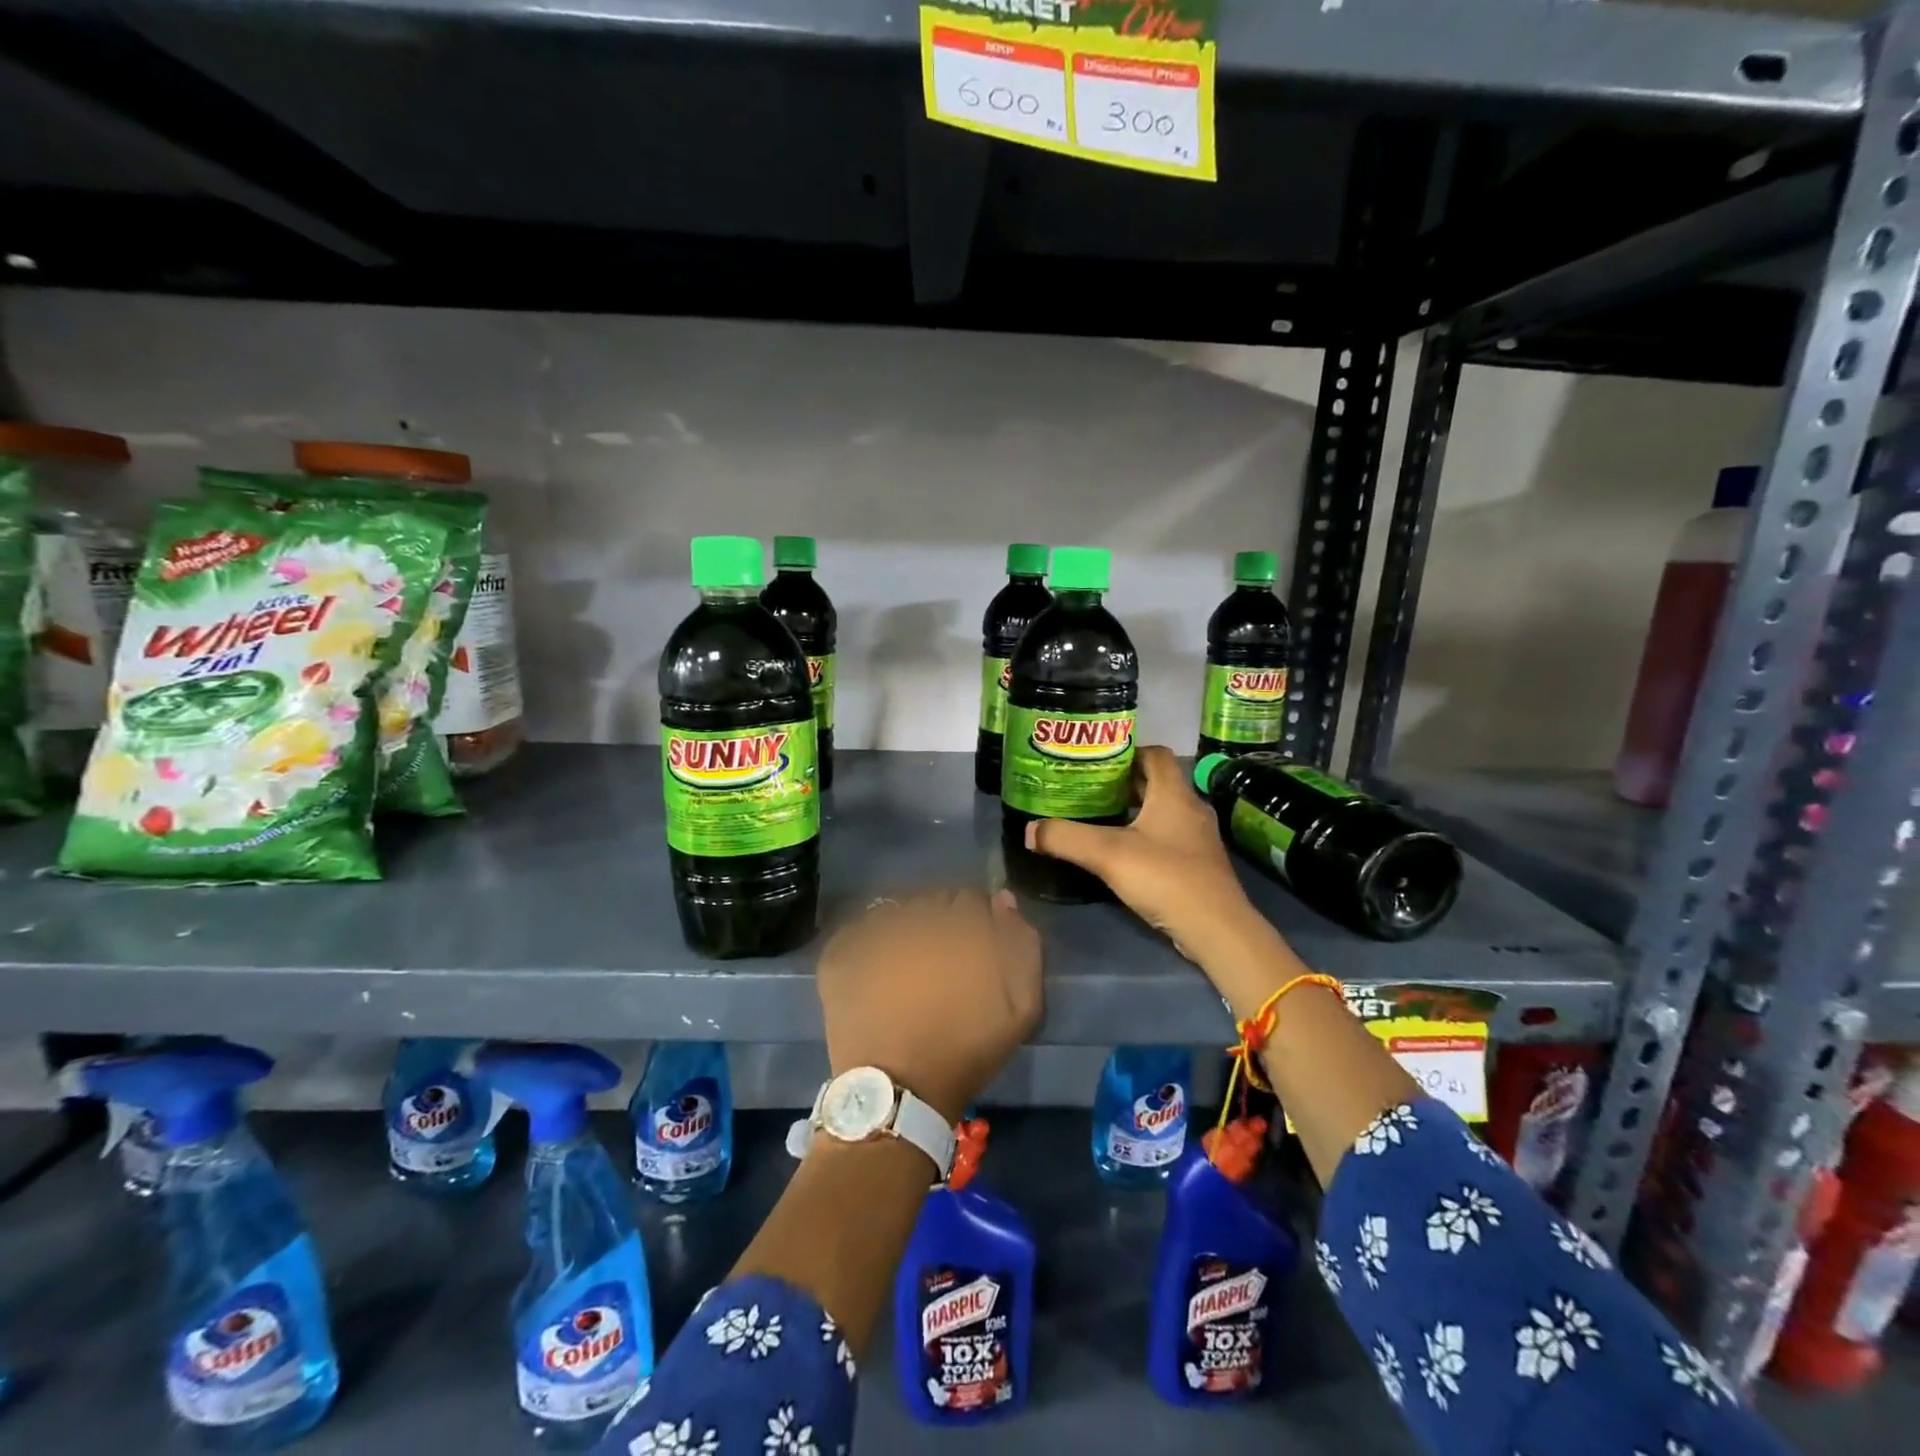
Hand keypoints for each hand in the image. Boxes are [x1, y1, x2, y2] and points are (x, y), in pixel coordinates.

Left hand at [815, 888, 1041, 1122]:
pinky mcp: (841, 952)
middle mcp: (916, 917)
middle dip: (941, 922)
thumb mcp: (1021, 1008)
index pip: (971, 899)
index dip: (975, 923)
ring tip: (906, 966)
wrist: (899, 1094)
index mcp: (961, 925)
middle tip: (941, 961)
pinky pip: (858, 929)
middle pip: (933, 901)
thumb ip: (1022, 946)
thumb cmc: (966, 1051)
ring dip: (905, 928)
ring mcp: (873, 932)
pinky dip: (867, 942)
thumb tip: (1002, 902)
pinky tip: (874, 969)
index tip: (973, 950)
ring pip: (896, 911)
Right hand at [1026, 745, 1262, 964]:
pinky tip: (1121, 851)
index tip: (1095, 759)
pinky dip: (1144, 834)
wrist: (1217, 929)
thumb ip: (1066, 838)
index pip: (1154, 754)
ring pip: (1161, 810)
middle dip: (1122, 782)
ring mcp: (1197, 837)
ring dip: (1133, 810)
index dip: (1126, 751)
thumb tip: (1030, 830)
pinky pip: (1167, 836)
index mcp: (1174, 794)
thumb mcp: (1108, 855)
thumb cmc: (1166, 878)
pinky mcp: (1198, 863)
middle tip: (1087, 787)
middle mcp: (1190, 808)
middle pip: (1156, 782)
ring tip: (1098, 816)